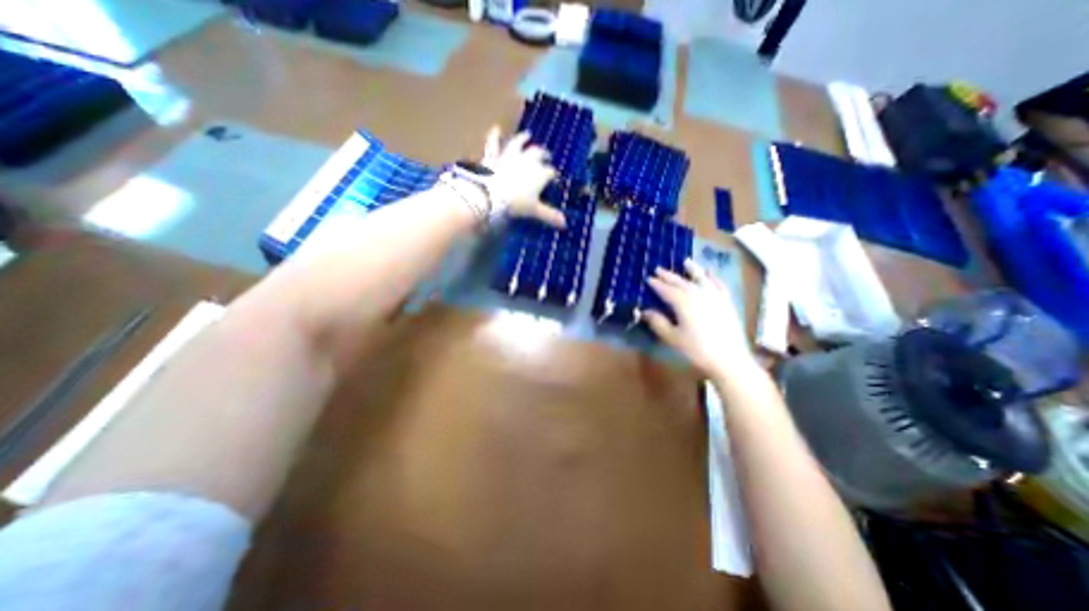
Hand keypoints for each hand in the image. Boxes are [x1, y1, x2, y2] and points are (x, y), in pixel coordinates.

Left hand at [484, 126, 569, 229]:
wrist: (491, 196)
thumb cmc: (516, 203)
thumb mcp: (534, 210)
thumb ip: (550, 215)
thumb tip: (565, 224)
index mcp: (540, 173)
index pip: (550, 172)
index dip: (553, 175)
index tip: (554, 179)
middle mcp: (527, 160)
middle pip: (538, 153)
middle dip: (543, 154)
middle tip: (547, 155)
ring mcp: (509, 156)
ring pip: (518, 144)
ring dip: (523, 138)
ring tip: (527, 134)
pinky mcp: (494, 157)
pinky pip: (494, 144)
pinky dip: (494, 136)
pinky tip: (496, 129)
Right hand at [639, 259, 758, 378]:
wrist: (729, 360)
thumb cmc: (696, 350)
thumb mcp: (672, 337)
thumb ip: (657, 322)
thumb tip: (644, 311)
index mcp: (683, 302)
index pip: (666, 290)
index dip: (656, 284)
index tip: (648, 279)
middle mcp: (698, 294)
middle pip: (681, 282)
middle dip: (669, 275)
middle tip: (659, 269)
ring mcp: (715, 297)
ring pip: (701, 279)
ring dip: (693, 270)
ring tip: (686, 261)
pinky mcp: (727, 303)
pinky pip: (720, 285)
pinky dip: (714, 278)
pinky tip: (711, 274)